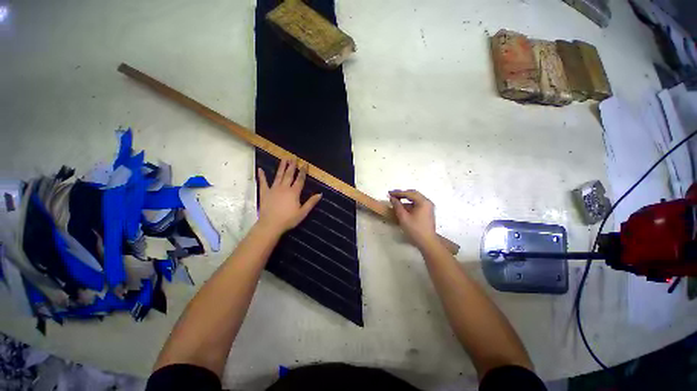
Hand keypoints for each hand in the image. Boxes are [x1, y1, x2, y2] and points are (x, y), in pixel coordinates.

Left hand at [257, 158, 321, 235]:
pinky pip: (263, 182)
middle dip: (292, 166)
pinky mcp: (264, 193)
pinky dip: (261, 176)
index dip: (303, 171)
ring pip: (278, 176)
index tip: (305, 164)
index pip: (300, 179)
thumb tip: (320, 194)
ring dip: (281, 167)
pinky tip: (260, 169)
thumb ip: (311, 202)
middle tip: (293, 158)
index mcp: (294, 192)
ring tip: (283, 159)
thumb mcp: (303, 212)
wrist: (270, 225)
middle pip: (289, 175)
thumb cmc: (288, 219)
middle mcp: (284, 188)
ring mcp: (273, 189)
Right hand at [389, 190, 437, 248]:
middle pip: (413, 194)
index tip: (389, 193)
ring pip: (416, 199)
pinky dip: (410, 204)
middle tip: (392, 195)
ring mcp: (428, 207)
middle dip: (402, 194)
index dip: (398, 193)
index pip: (409, 194)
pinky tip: (403, 207)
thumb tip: (392, 198)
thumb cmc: (415, 230)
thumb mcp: (403, 217)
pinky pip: (417, 204)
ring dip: (406, 199)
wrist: (427, 242)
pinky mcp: (427, 212)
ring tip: (396, 200)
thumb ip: (397, 206)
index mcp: (423, 202)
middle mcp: (427, 202)